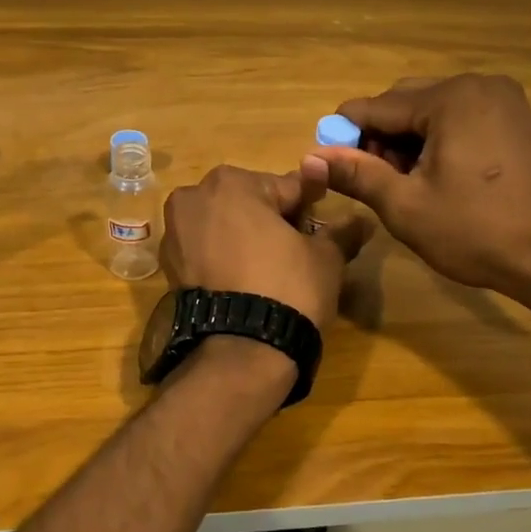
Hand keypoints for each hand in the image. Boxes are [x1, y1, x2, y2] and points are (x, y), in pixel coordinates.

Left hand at [160, 162, 368, 327]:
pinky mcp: (168, 266)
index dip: (308, 208)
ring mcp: (175, 232)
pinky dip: (223, 259)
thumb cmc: (288, 288)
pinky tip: (244, 282)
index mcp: (232, 182)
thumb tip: (362, 220)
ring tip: (270, 272)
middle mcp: (194, 197)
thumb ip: (341, 231)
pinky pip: (205, 251)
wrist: (241, 350)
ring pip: (224, 226)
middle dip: (271, 221)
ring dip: (245, 239)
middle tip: (295, 254)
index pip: (286, 188)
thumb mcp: (325, 257)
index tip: (320, 228)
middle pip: (249, 203)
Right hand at [309, 74, 530, 300]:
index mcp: (450, 98)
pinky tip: (435, 175)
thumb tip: (309, 156)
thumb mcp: (405, 206)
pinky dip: (437, 139)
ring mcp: (503, 99)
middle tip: (373, 180)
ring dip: (407, 139)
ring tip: (403, 183)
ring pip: (432, 110)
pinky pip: (460, 117)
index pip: (377, 106)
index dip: (345, 134)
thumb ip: (355, 174)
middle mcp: (478, 85)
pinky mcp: (515, 119)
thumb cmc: (476, 232)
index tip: (327, 162)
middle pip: (405, 101)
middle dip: (379, 137)